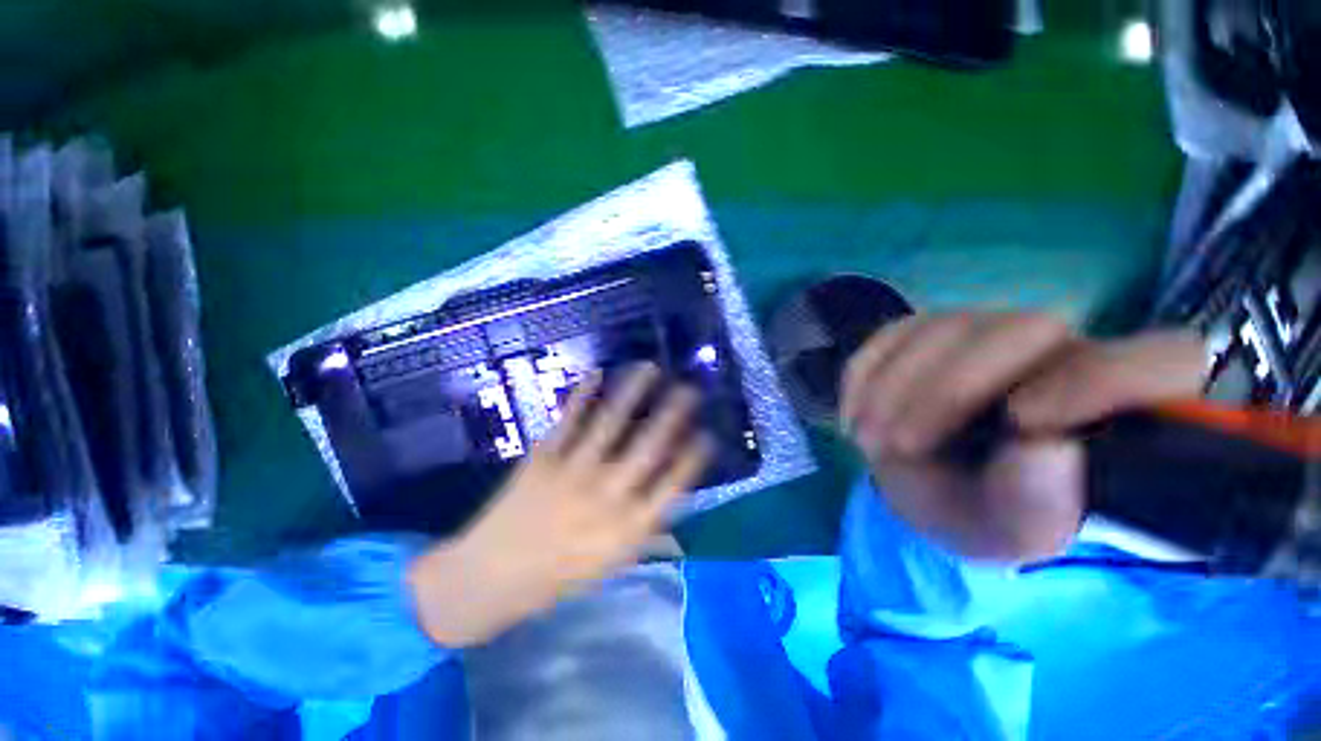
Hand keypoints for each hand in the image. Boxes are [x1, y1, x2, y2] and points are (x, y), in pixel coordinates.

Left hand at [408, 364, 710, 646]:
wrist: (491, 576)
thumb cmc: (557, 576)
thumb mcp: (610, 565)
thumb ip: (646, 538)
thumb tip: (679, 522)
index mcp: (628, 527)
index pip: (673, 485)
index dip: (693, 458)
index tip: (707, 434)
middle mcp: (608, 494)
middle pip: (649, 447)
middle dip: (672, 414)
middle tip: (689, 389)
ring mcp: (575, 471)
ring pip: (611, 423)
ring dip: (633, 392)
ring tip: (649, 367)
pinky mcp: (545, 457)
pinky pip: (569, 419)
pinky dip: (583, 394)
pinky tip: (596, 373)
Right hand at [841, 312, 1205, 561]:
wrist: (921, 485)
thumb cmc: (979, 513)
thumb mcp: (1007, 533)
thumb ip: (1036, 506)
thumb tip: (1047, 449)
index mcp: (1112, 405)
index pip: (1163, 358)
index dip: (1101, 379)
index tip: (1022, 424)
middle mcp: (1056, 349)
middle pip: (1023, 328)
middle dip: (947, 390)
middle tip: (895, 444)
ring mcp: (982, 330)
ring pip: (943, 326)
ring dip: (891, 388)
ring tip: (867, 441)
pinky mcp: (922, 330)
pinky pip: (889, 335)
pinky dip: (863, 376)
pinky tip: (854, 415)